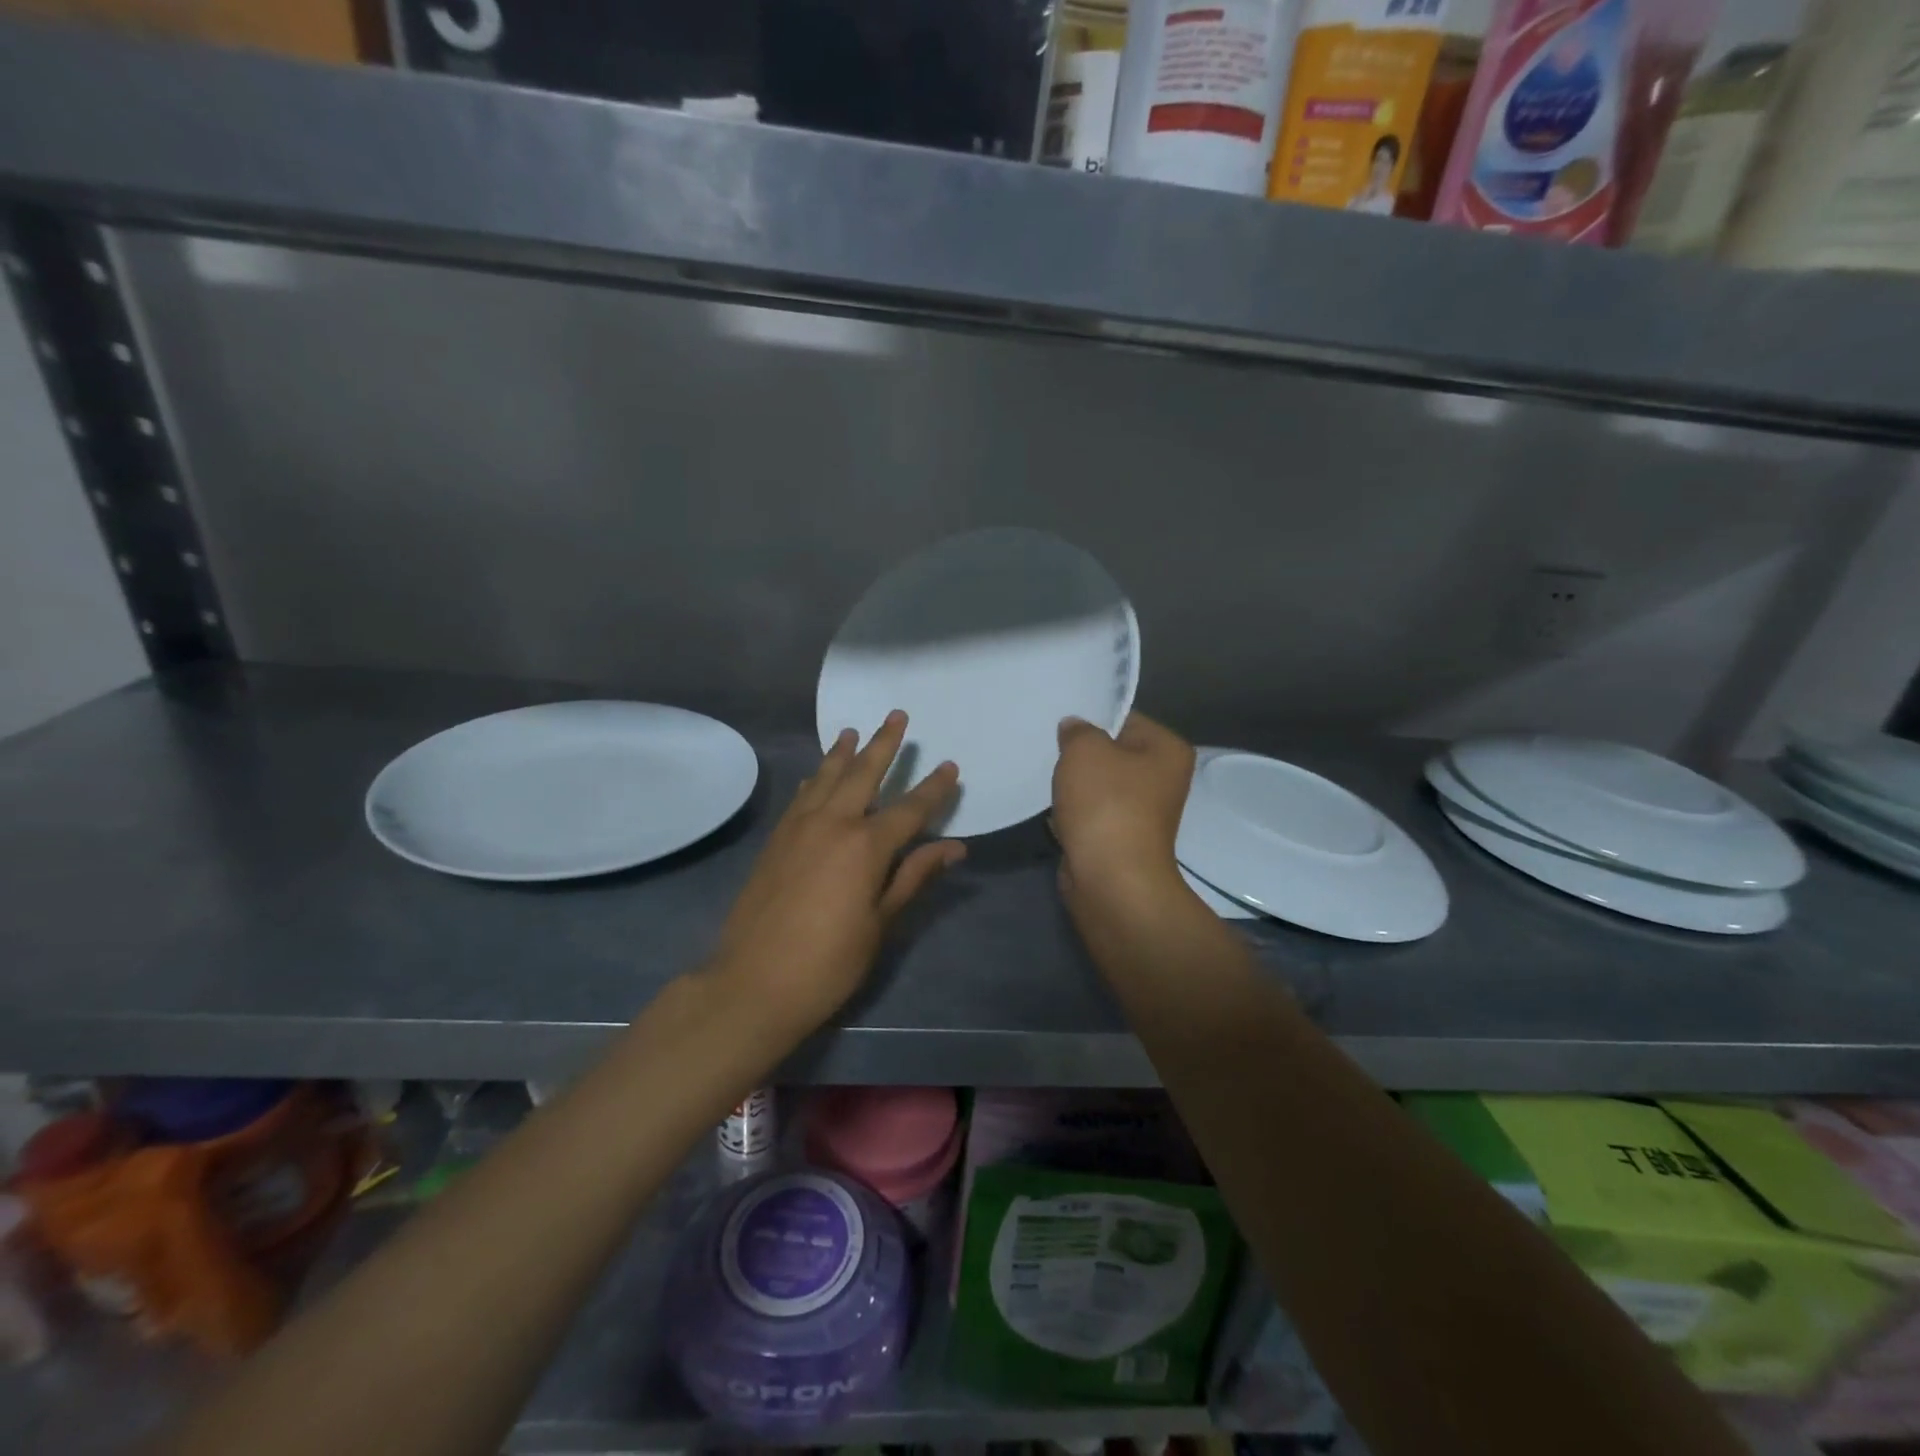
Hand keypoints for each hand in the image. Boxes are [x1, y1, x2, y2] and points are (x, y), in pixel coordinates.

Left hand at [710, 711, 964, 1034]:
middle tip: (897, 716)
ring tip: (852, 730)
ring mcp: (798, 828)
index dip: (933, 788)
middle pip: (863, 774)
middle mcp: (832, 823)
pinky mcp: (775, 840)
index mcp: (866, 846)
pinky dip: (815, 780)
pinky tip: (817, 775)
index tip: (950, 766)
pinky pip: (800, 797)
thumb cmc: (828, 962)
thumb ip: (913, 876)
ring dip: (842, 753)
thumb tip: (955, 847)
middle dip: (883, 744)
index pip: (910, 808)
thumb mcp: (880, 923)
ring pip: (826, 778)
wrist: (752, 983)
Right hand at [1052, 712, 1193, 917]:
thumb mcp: (1085, 749)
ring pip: (1098, 785)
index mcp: (1168, 750)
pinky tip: (1054, 811)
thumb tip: (1074, 729)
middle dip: (1080, 754)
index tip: (1061, 723)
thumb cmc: (1106, 804)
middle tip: (1050, 748)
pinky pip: (1090, 814)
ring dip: (1074, 786)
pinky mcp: (1119, 838)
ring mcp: (1141, 813)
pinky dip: (1072, 813)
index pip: (1126, 718)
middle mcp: (1162, 779)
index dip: (1092, 719)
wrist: (1110, 879)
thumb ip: (1077, 730)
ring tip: (1050, 780)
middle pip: (1112, 753)